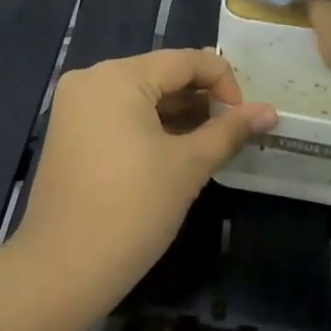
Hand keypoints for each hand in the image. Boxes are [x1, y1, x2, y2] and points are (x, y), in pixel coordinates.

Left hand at [13, 49, 275, 316]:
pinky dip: (149, 125)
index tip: (245, 116)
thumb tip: (270, 111)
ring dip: (177, 112)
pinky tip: (175, 149)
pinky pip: (118, 114)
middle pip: (160, 74)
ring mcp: (75, 106)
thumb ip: (229, 131)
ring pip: (139, 95)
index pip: (184, 61)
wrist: (61, 270)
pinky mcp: (68, 133)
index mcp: (118, 76)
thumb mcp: (188, 166)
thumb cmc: (132, 210)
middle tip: (232, 128)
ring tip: (210, 139)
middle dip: (200, 97)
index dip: (223, 81)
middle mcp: (92, 78)